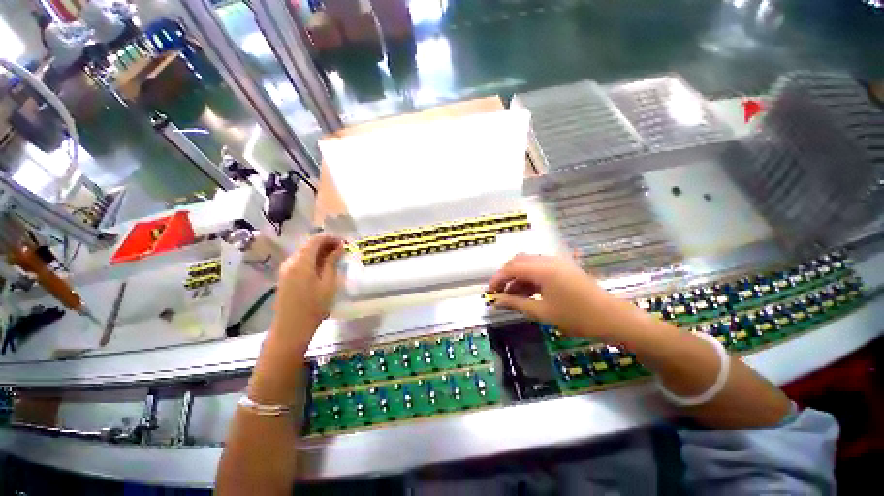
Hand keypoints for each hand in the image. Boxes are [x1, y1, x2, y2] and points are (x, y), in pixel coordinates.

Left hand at [270, 233, 343, 350]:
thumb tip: (339, 247)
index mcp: (301, 261)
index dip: (330, 237)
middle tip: (342, 250)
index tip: (344, 242)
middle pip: (309, 245)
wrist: (291, 327)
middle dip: (326, 244)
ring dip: (319, 252)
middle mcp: (290, 261)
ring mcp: (285, 269)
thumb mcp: (328, 283)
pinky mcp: (285, 276)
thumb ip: (332, 262)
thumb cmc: (314, 305)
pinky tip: (323, 266)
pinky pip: (300, 261)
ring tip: (335, 258)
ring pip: (304, 252)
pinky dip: (312, 259)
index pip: (316, 240)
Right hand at [487, 254, 643, 340]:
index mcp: (543, 269)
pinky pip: (540, 269)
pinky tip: (526, 293)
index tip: (489, 292)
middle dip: (506, 276)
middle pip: (519, 261)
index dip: (497, 279)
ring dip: (517, 278)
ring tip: (511, 296)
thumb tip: (495, 301)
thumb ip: (515, 303)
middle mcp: (548, 260)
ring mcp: (557, 263)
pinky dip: (529, 279)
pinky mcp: (563, 268)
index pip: (511, 268)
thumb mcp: (542, 312)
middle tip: (498, 292)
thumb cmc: (577, 317)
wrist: (614, 319)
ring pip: (529, 265)